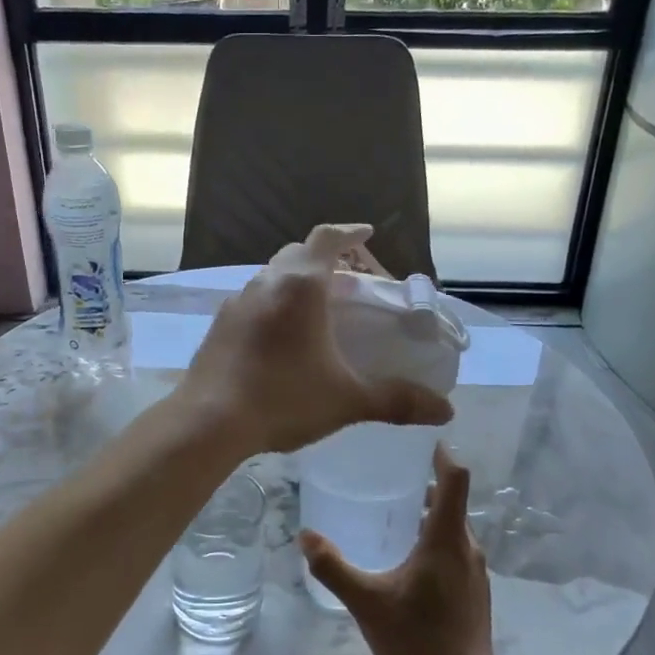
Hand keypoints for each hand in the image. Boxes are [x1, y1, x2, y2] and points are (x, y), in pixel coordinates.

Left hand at [173, 224, 452, 456]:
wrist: (208, 422)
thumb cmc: (283, 399)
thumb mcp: (347, 399)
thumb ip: (396, 400)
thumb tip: (446, 410)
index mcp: (301, 286)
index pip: (327, 239)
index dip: (350, 233)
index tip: (367, 233)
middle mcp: (266, 283)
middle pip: (298, 253)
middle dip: (326, 259)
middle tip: (350, 284)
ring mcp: (236, 302)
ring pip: (272, 277)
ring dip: (298, 282)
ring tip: (319, 311)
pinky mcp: (219, 325)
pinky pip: (254, 300)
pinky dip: (275, 304)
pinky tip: (282, 338)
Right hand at [299, 445, 501, 654]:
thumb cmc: (417, 639)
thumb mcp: (366, 602)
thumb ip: (334, 567)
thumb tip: (305, 535)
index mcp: (446, 538)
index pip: (455, 478)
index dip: (441, 453)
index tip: (419, 439)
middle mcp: (467, 546)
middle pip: (452, 500)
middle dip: (424, 483)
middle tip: (387, 474)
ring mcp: (475, 570)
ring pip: (452, 526)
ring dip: (428, 513)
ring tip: (392, 513)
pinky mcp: (474, 590)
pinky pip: (455, 548)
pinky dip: (434, 537)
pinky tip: (406, 557)